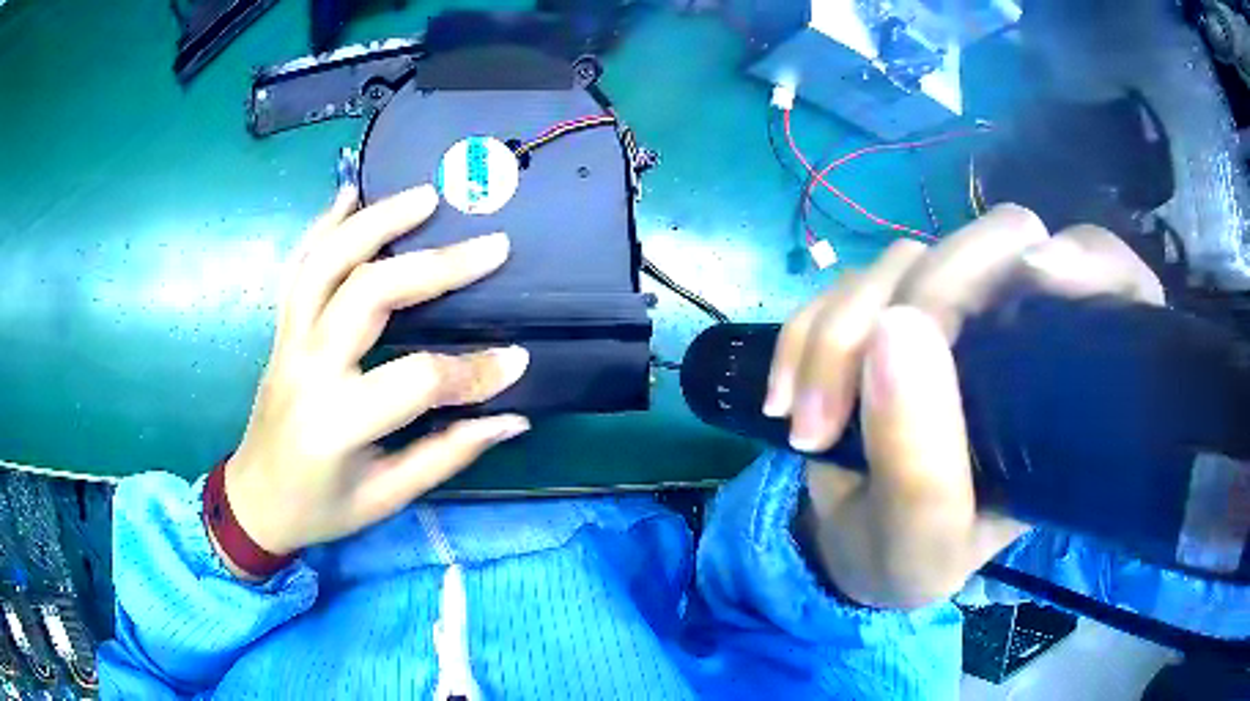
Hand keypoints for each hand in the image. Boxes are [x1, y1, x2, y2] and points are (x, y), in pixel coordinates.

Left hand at [218, 184, 530, 573]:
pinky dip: (322, 225)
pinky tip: (351, 194)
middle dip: (436, 267)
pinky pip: (298, 267)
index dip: (473, 371)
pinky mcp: (281, 329)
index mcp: (337, 423)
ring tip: (425, 196)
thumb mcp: (387, 497)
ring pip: (327, 263)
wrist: (255, 501)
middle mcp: (308, 368)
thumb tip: (512, 417)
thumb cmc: (321, 508)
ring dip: (377, 221)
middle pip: (369, 294)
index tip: (517, 360)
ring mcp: (289, 340)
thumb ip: (448, 453)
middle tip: (491, 246)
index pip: (416, 379)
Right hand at [765, 205, 1163, 607]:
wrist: (848, 543)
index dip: (1088, 264)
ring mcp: (950, 308)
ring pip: (909, 257)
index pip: (1108, 279)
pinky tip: (788, 397)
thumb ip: (922, 465)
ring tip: (810, 424)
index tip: (1041, 283)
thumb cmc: (909, 556)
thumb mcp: (923, 545)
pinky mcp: (888, 305)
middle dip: (929, 300)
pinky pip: (847, 281)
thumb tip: (896, 327)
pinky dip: (807, 331)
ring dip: (843, 332)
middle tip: (870, 393)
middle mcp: (1018, 328)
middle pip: (999, 242)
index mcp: (1062, 386)